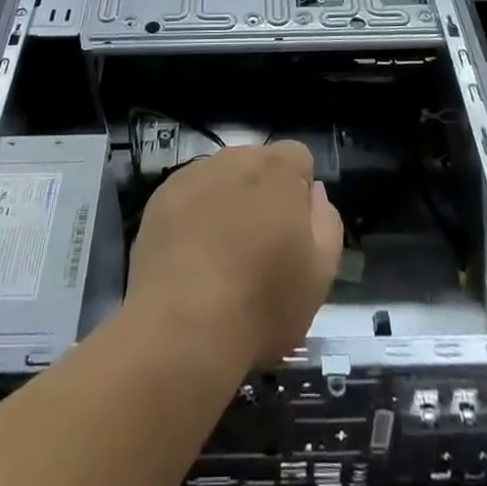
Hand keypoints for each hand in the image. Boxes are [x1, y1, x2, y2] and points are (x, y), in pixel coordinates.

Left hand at [126, 141, 343, 368]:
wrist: (181, 327)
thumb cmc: (262, 302)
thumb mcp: (320, 274)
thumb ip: (326, 222)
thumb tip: (313, 193)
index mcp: (277, 169)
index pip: (298, 157)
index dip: (300, 192)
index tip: (295, 232)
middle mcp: (234, 158)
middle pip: (257, 165)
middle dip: (263, 195)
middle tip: (260, 248)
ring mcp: (192, 175)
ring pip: (221, 180)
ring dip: (227, 203)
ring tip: (222, 258)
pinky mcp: (160, 198)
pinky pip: (188, 198)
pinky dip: (193, 217)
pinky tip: (191, 260)